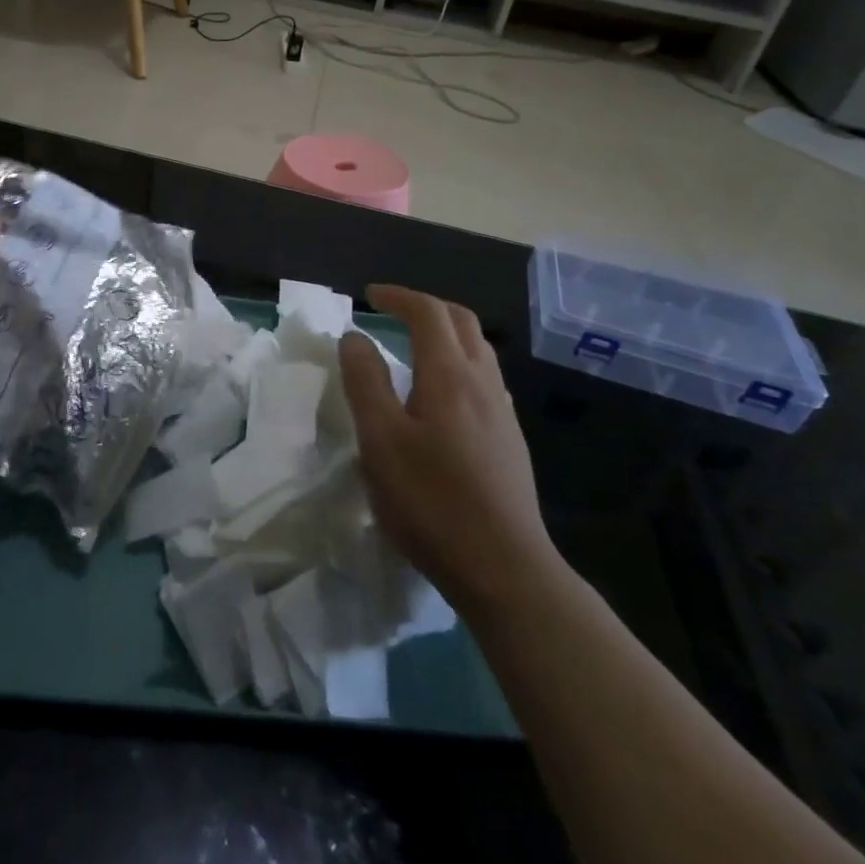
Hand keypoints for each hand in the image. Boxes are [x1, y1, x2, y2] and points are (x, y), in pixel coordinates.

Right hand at [339, 285, 556, 621]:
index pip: (428, 312)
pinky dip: (458, 362)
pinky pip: (484, 377)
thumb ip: (365, 382)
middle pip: (461, 321)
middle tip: (393, 311)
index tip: (369, 295)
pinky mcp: (510, 438)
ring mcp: (502, 410)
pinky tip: (442, 394)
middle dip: (426, 306)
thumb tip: (354, 337)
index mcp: (450, 374)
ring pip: (478, 349)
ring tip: (414, 345)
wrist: (504, 567)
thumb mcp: (381, 440)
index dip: (398, 296)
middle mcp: (483, 381)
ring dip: (446, 333)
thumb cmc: (432, 501)